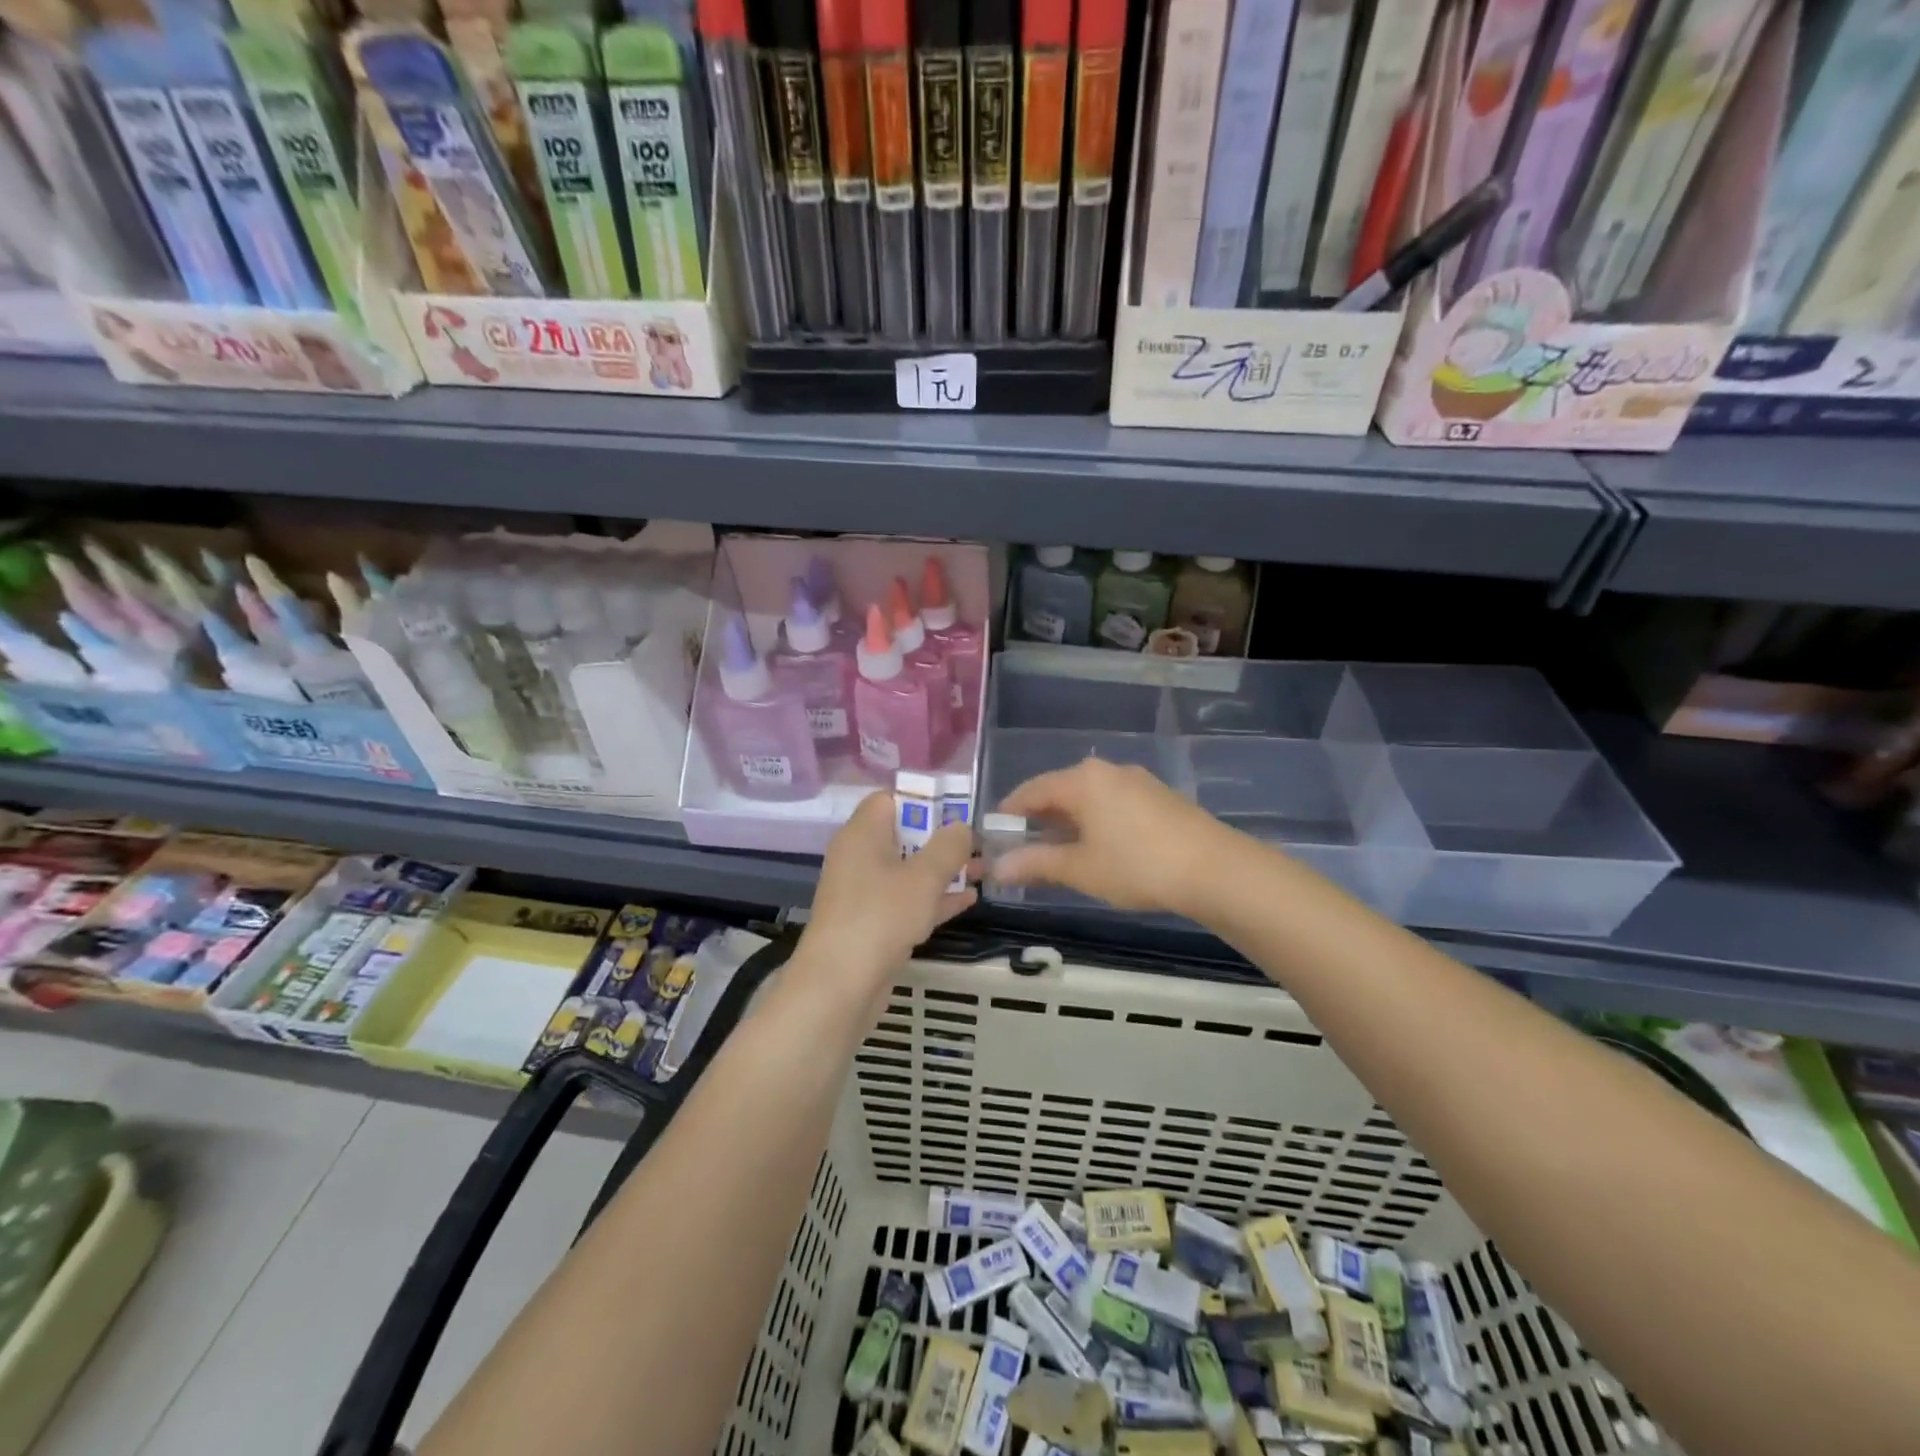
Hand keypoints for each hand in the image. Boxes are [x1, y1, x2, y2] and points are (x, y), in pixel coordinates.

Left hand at [798, 791, 976, 996]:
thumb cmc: (881, 916)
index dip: (923, 800)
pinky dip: (933, 899)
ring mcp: (864, 893)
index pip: (889, 799)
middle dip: (940, 838)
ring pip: (907, 871)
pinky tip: (969, 901)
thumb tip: (961, 826)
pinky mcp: (872, 924)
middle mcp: (859, 857)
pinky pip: (906, 901)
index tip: (957, 809)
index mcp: (862, 834)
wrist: (839, 986)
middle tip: (978, 842)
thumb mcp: (923, 877)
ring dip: (942, 870)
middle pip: (902, 835)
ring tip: (982, 870)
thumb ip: (948, 847)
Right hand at [994, 759, 1230, 914]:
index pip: (1031, 790)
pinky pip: (1112, 803)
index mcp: (1082, 780)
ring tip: (1059, 854)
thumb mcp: (1080, 869)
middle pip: (1059, 791)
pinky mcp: (1158, 796)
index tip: (994, 838)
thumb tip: (997, 868)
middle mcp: (1107, 771)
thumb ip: (1035, 863)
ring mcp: (1137, 781)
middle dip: (1038, 820)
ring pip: (1088, 798)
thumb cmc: (1137, 866)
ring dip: (1068, 822)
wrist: (1215, 870)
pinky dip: (1095, 822)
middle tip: (1023, 851)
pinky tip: (1100, 849)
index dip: (1009, 814)